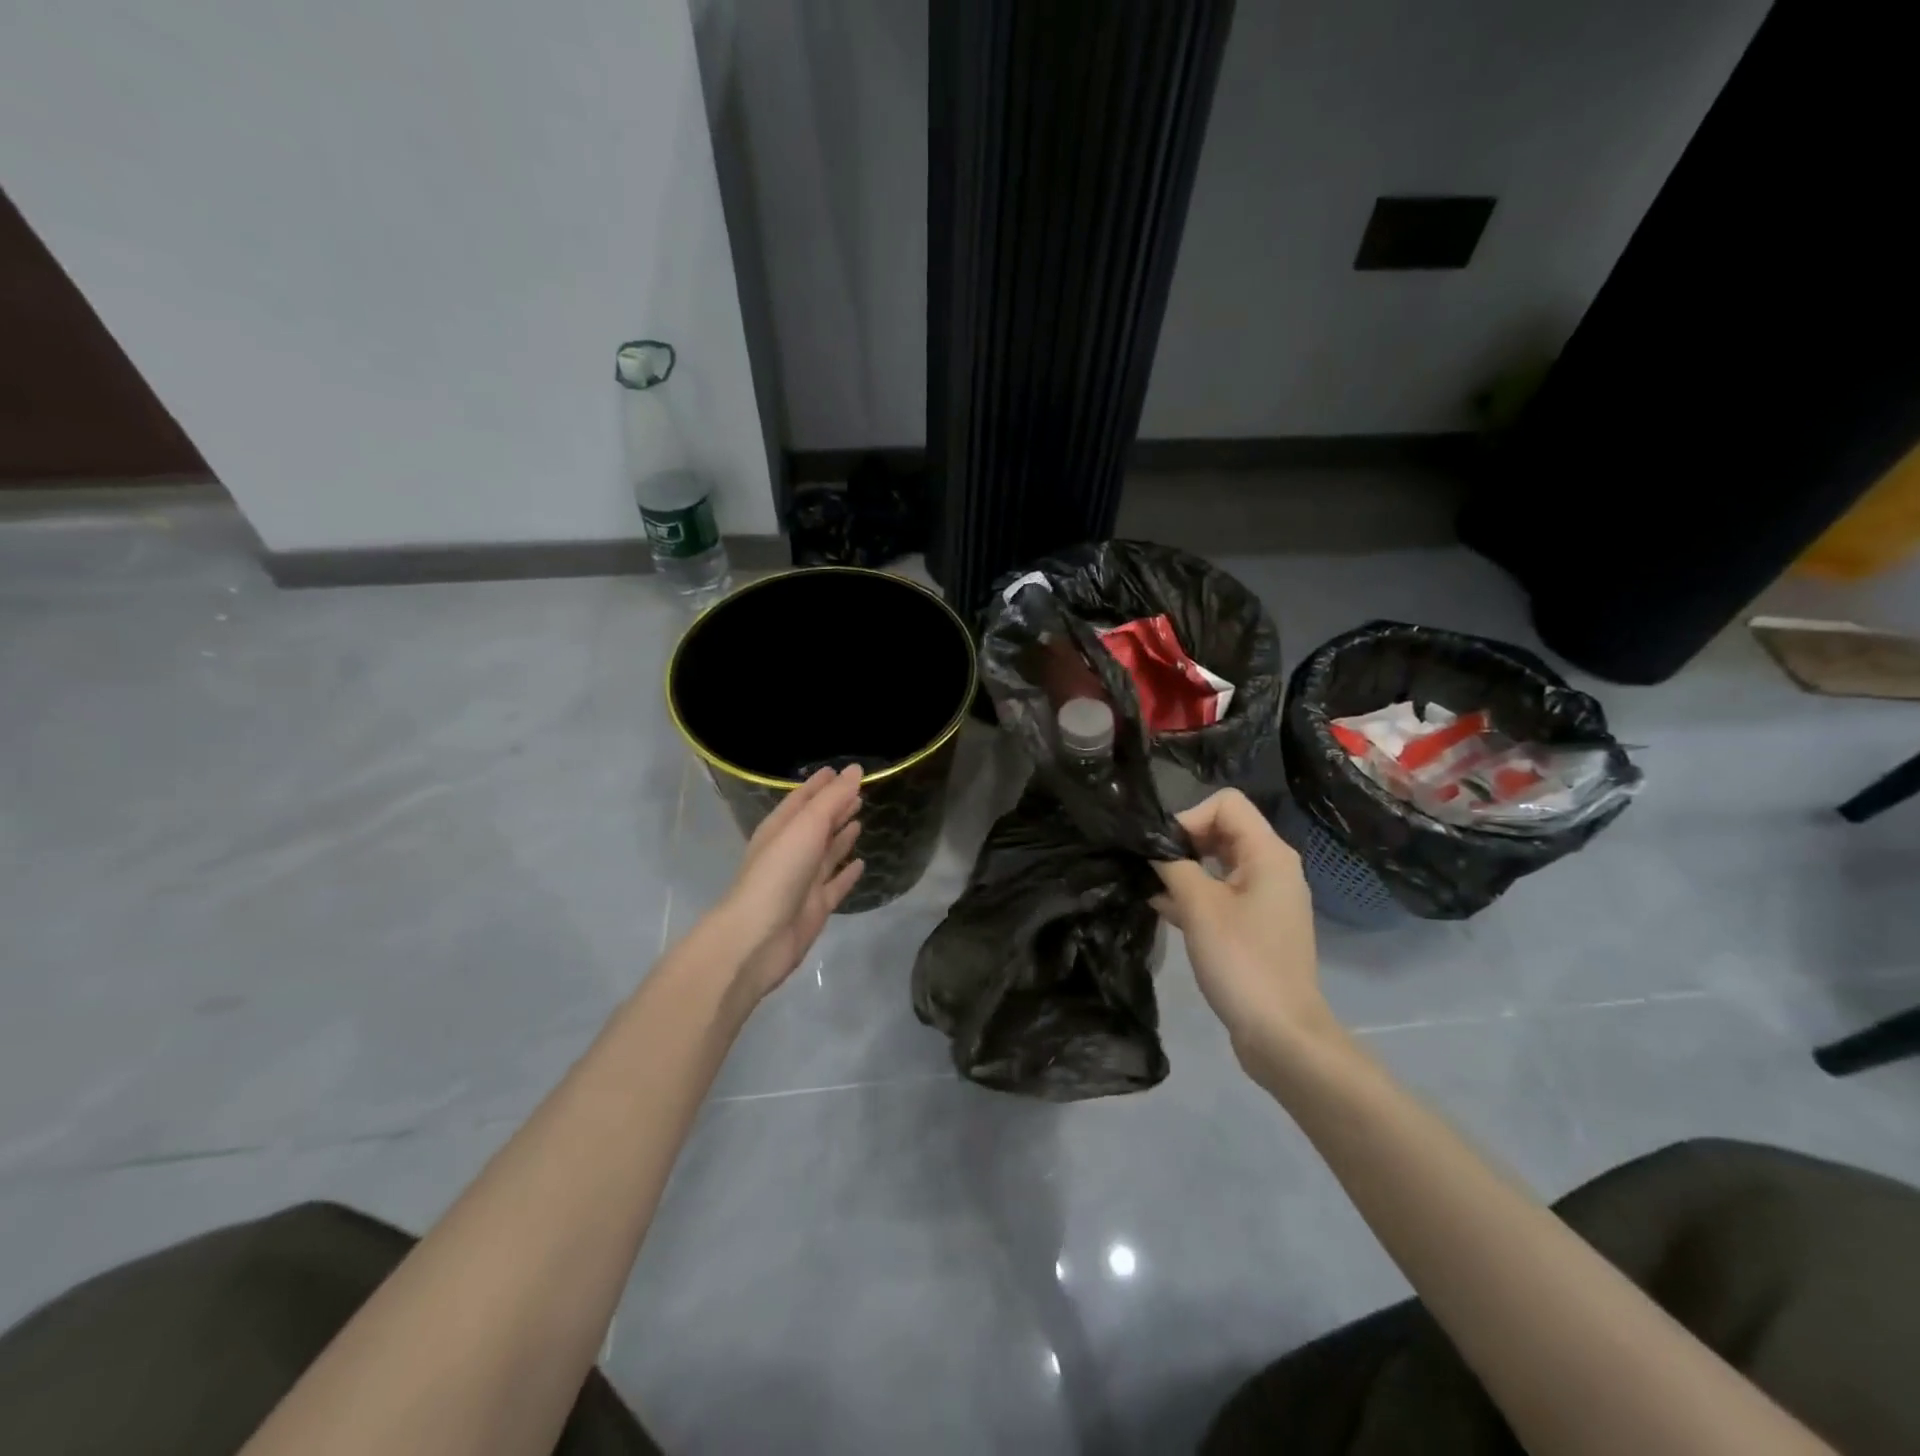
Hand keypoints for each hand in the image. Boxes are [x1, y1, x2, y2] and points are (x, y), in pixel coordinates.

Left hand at [719, 765, 864, 999]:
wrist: (758, 938)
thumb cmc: (779, 872)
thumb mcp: (806, 826)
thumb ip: (832, 799)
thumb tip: (856, 769)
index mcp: (780, 829)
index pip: (802, 799)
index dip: (821, 784)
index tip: (841, 770)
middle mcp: (790, 852)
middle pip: (816, 824)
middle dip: (835, 808)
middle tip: (859, 794)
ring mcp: (802, 881)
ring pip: (826, 853)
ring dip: (841, 837)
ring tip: (860, 820)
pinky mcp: (815, 907)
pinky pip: (835, 884)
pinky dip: (847, 873)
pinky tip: (861, 863)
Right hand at [1153, 789, 1333, 1075]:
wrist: (1281, 1034)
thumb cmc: (1242, 961)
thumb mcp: (1199, 907)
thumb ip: (1172, 866)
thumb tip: (1151, 847)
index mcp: (1268, 854)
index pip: (1226, 804)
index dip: (1189, 816)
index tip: (1163, 848)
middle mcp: (1272, 868)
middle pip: (1222, 830)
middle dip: (1183, 842)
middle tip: (1151, 865)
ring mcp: (1265, 898)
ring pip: (1218, 863)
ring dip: (1184, 869)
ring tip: (1148, 885)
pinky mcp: (1255, 925)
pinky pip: (1221, 893)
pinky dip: (1194, 894)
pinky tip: (1160, 907)